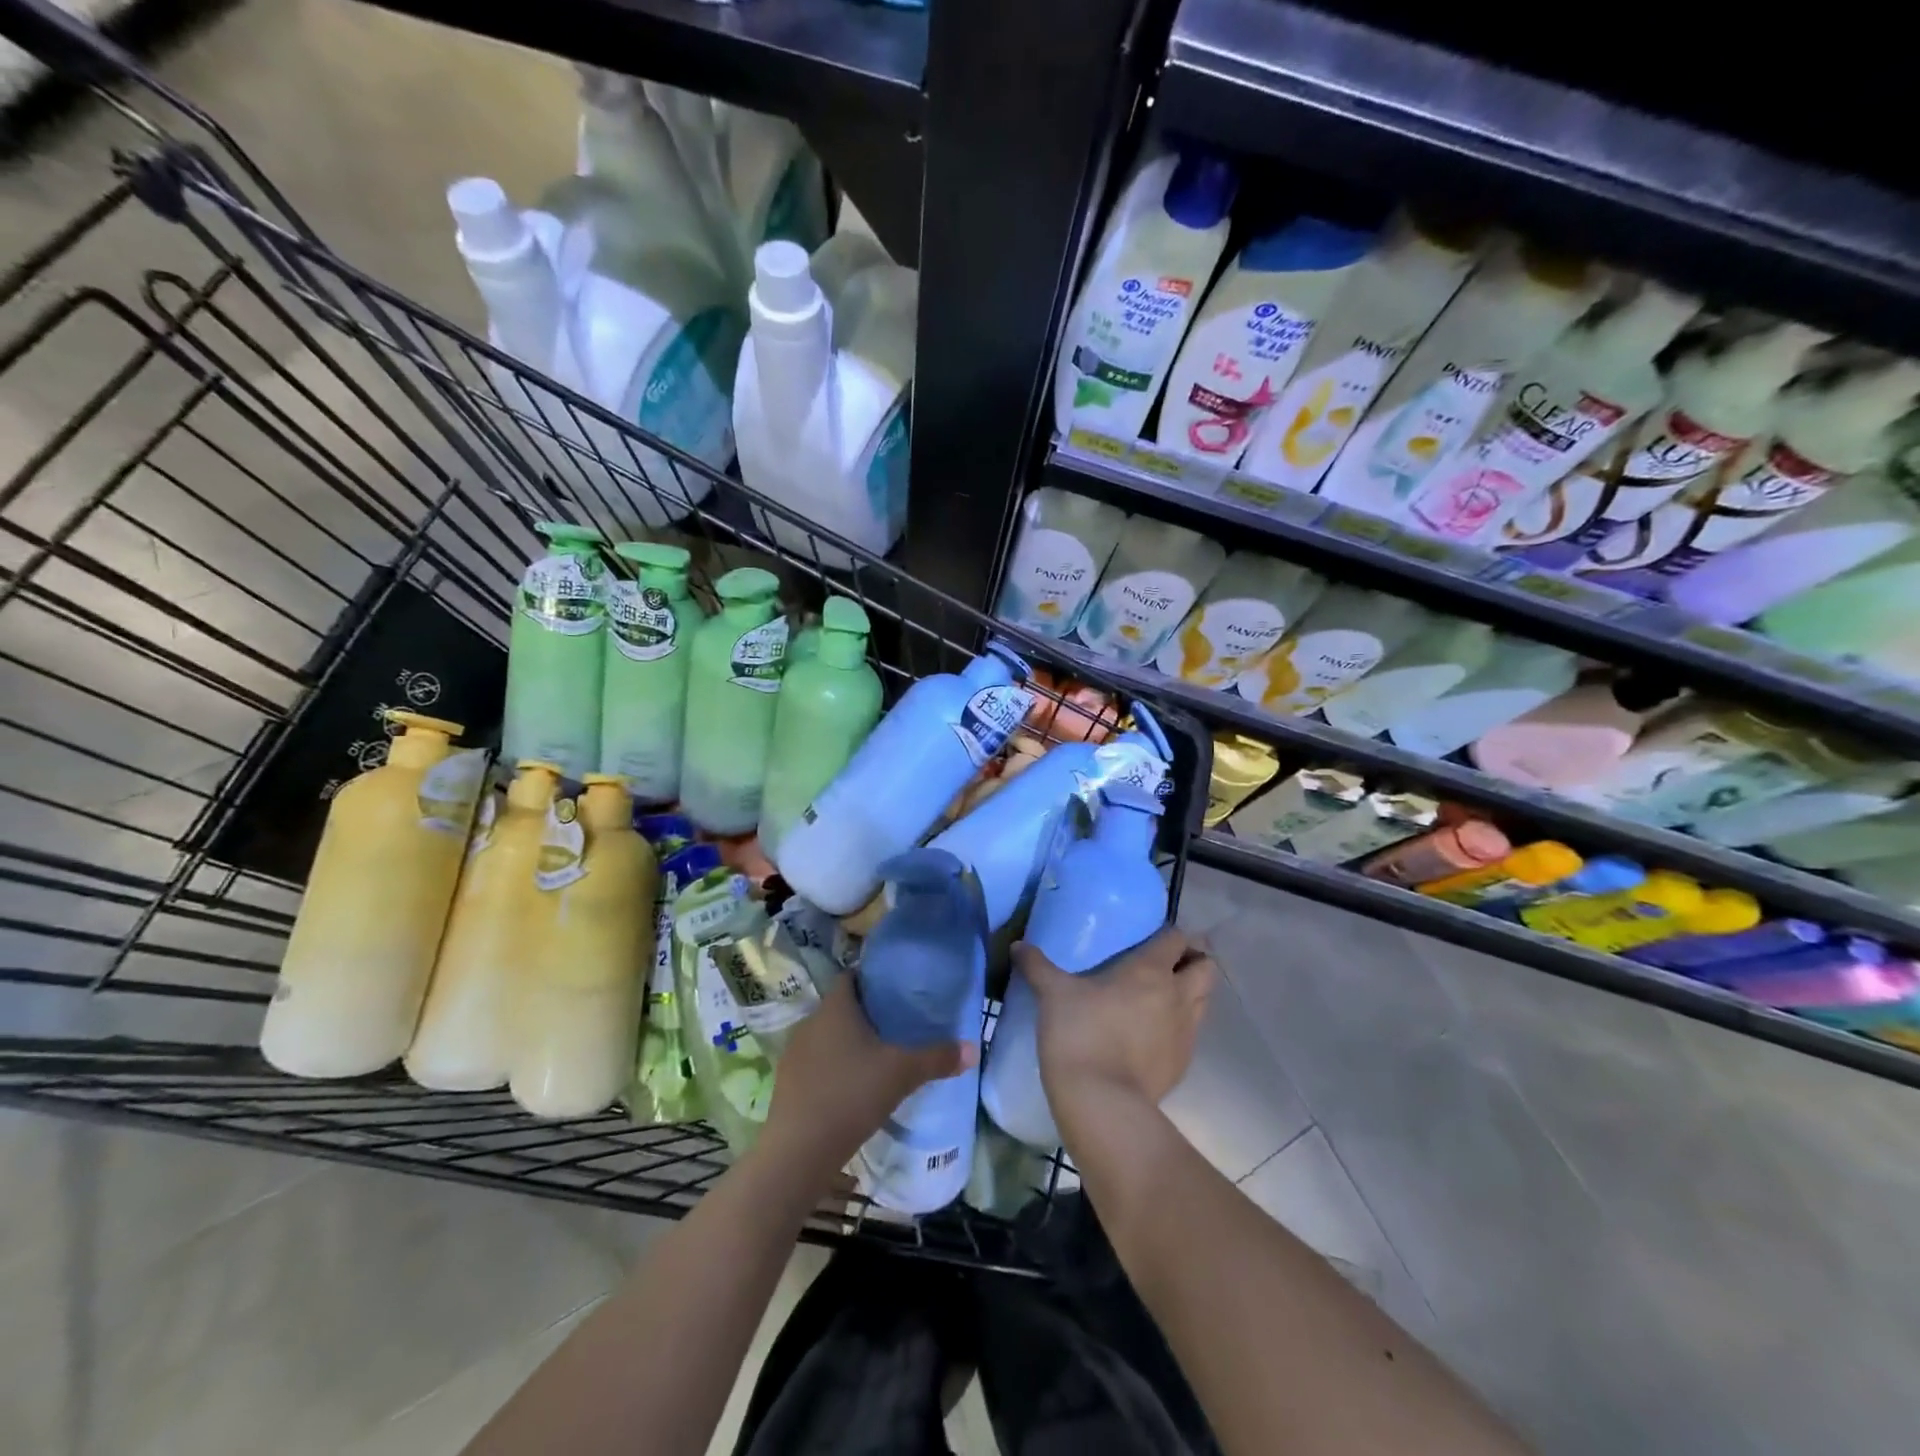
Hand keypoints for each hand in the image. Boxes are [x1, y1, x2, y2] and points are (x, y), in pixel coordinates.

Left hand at [759, 975, 976, 1186]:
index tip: (897, 990)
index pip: (851, 977)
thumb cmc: (852, 1095)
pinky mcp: (787, 1081)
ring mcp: (795, 1052)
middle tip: (897, 1024)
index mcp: (836, 1007)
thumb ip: (937, 1058)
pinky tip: (852, 1087)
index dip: (873, 979)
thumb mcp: (902, 1074)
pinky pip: (816, 1061)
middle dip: (866, 1013)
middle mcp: (811, 1021)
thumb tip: (972, 1049)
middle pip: (841, 1006)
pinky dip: (833, 1066)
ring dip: (848, 1041)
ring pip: (827, 1035)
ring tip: (878, 1056)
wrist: (799, 1151)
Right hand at [1014, 926, 1214, 1118]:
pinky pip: (1192, 1033)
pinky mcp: (1183, 1063)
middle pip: (1206, 967)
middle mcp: (1177, 995)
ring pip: (1205, 1000)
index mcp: (1150, 970)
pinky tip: (1155, 1033)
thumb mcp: (1052, 994)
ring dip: (1192, 992)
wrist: (1101, 1102)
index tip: (1154, 937)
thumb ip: (1037, 966)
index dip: (1171, 934)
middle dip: (1194, 961)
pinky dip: (1181, 1026)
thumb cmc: (1080, 1034)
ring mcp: (1185, 1031)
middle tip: (1167, 964)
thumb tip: (1017, 945)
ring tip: (1163, 997)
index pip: (1177, 938)